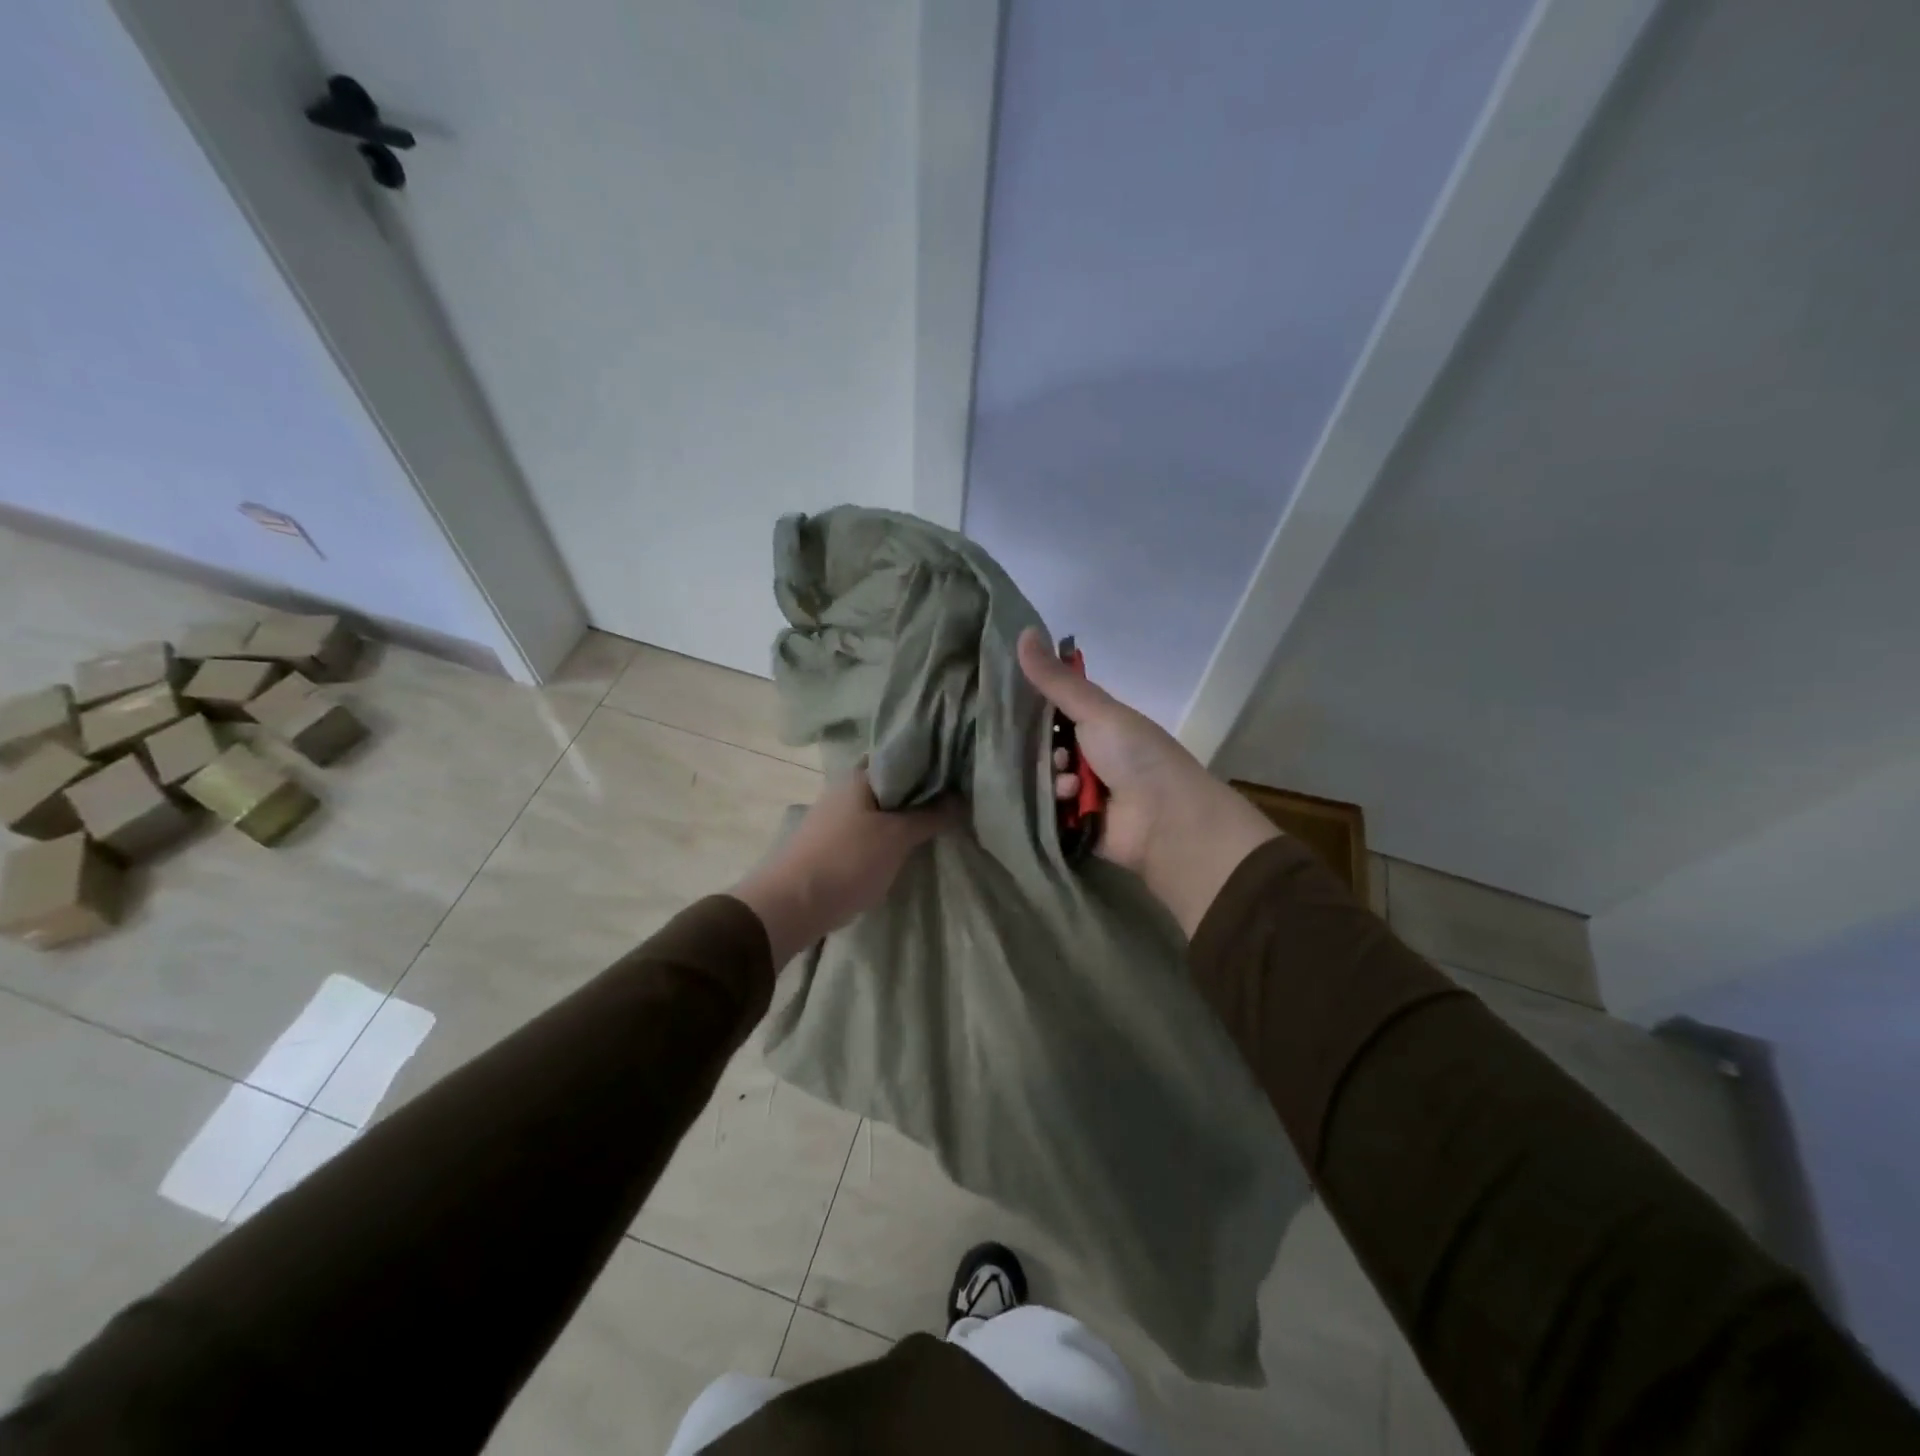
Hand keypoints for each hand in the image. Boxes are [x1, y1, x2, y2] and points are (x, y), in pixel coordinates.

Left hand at [733, 766, 955, 965]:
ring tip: (939, 822)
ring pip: (880, 807)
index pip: (900, 753)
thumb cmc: (847, 861)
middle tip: (957, 798)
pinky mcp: (832, 843)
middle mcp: (845, 788)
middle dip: (921, 790)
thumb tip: (961, 798)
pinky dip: (889, 833)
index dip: (930, 759)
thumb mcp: (897, 837)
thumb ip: (930, 816)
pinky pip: (869, 829)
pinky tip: (908, 845)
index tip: (958, 769)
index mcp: (860, 775)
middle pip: (891, 781)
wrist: (792, 905)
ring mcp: (835, 816)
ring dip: (905, 814)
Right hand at [1017, 628, 1277, 934]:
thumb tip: (1022, 630)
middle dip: (1040, 745)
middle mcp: (1089, 752)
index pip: (1053, 706)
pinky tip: (1070, 801)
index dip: (1031, 702)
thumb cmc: (1136, 755)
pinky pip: (1047, 807)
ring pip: (1042, 776)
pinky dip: (1055, 802)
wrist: (1166, 820)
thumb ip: (1056, 680)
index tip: (1003, 697)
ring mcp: (1083, 789)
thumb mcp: (1097, 711)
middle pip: (1043, 743)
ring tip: (1068, 781)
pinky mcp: (1074, 821)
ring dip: (1052, 776)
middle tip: (1049, 747)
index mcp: (1099, 722)